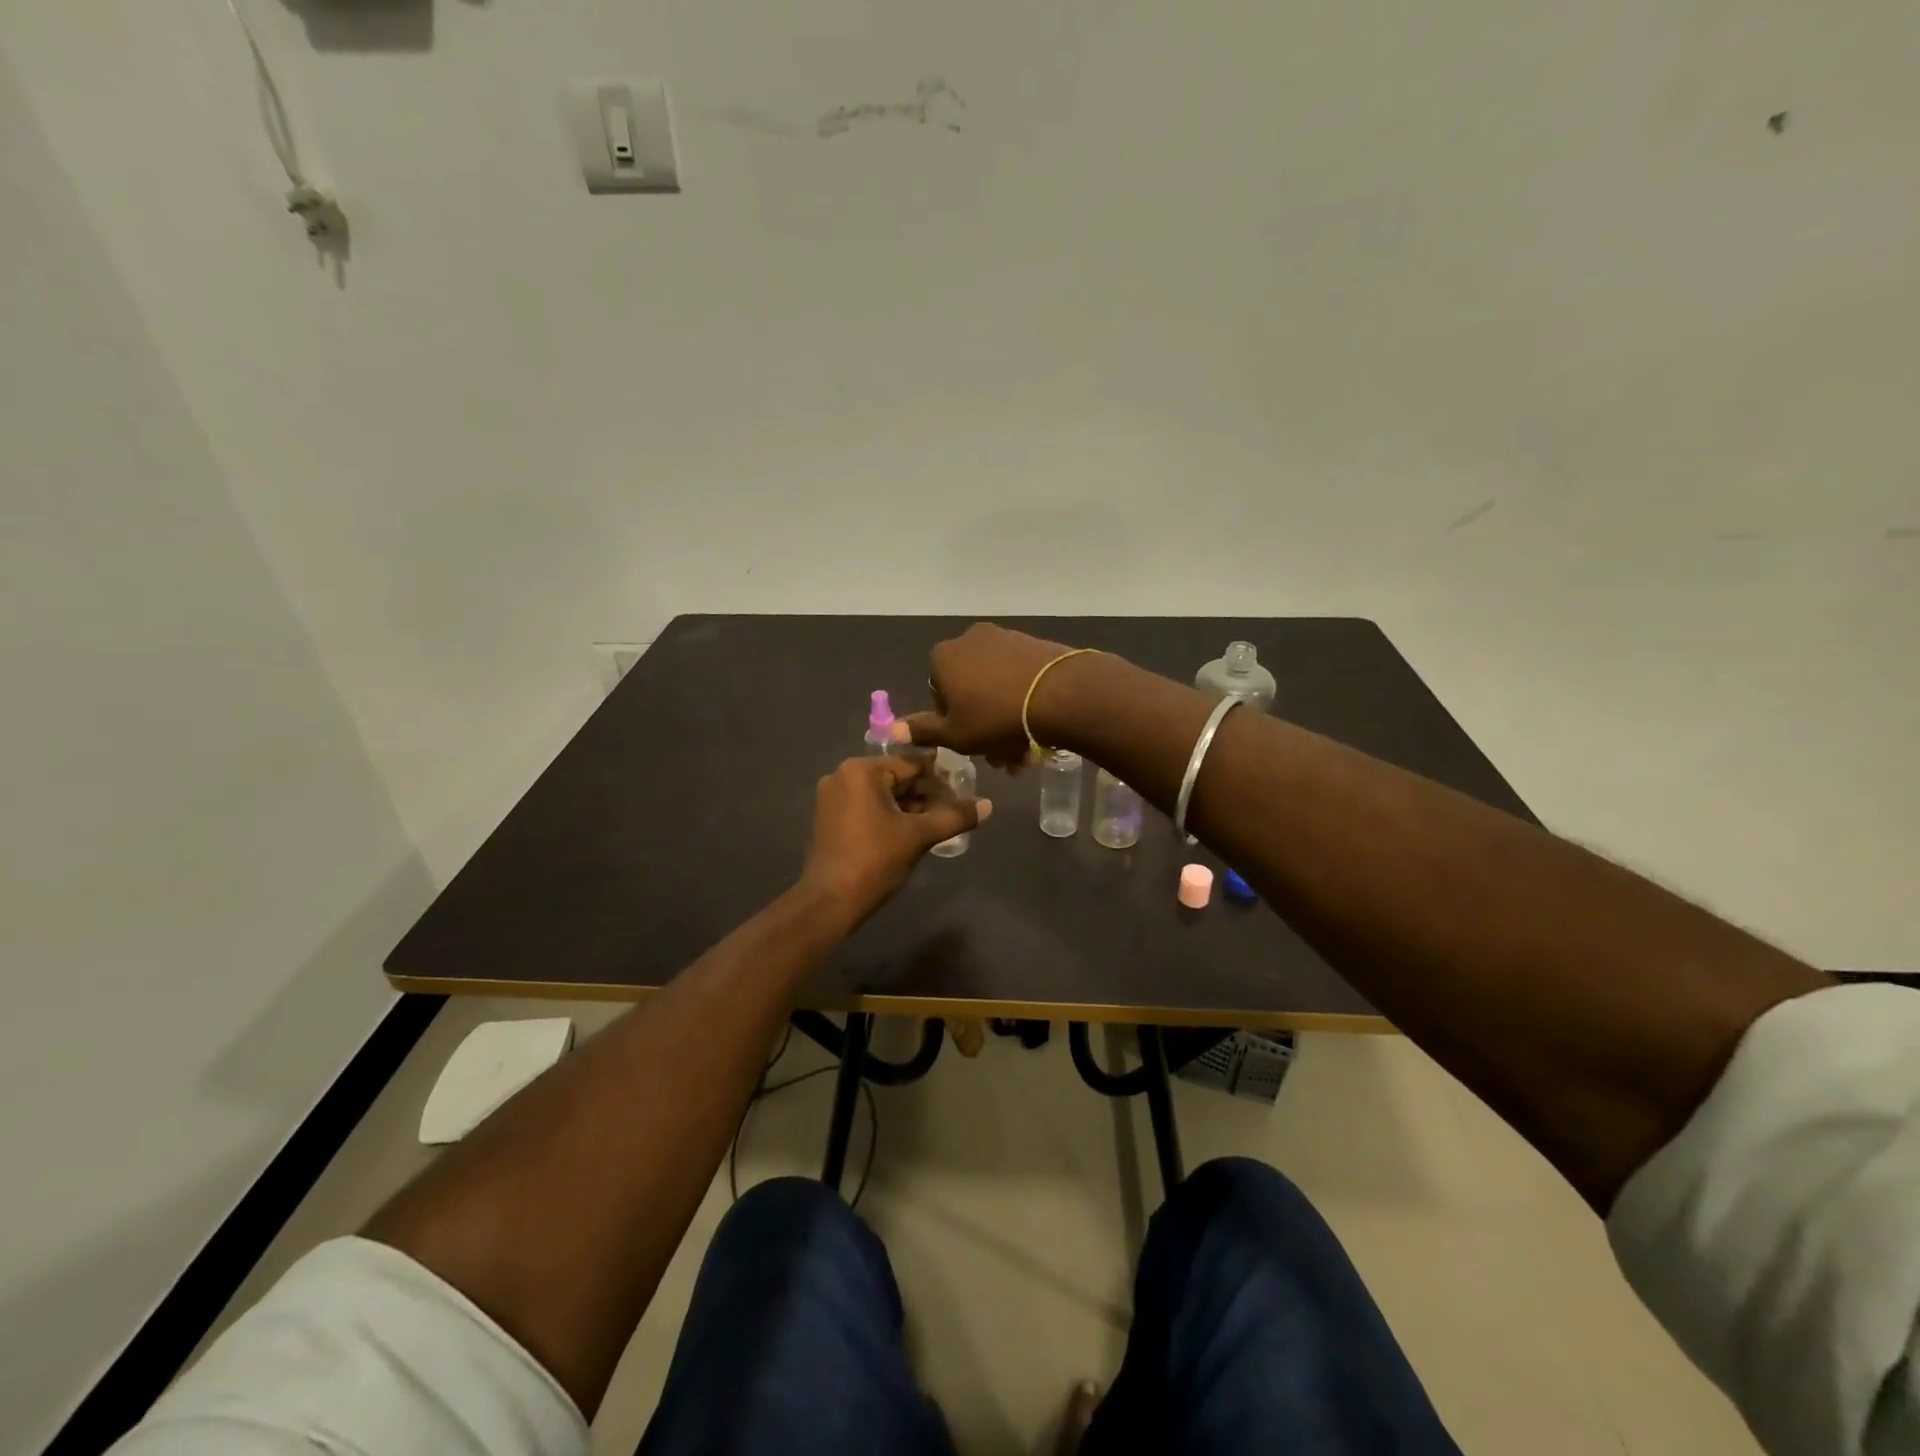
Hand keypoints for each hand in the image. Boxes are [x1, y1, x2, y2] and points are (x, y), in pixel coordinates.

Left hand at [799, 755, 992, 921]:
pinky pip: (869, 807)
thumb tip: (988, 805)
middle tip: (956, 809)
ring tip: (941, 822)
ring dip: (911, 806)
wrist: (831, 901)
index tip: (966, 788)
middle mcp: (843, 775)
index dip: (942, 777)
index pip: (912, 764)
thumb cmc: (875, 860)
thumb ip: (954, 816)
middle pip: (897, 778)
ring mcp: (833, 797)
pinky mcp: (830, 818)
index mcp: (862, 770)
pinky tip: (914, 831)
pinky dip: (891, 815)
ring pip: (884, 794)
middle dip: (927, 793)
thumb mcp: (919, 835)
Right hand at [896, 623, 1091, 768]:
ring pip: (998, 688)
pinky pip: (1021, 678)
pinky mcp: (1036, 645)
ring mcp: (1006, 639)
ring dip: (1006, 721)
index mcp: (944, 657)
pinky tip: (1040, 730)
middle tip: (1001, 757)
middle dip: (984, 726)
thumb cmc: (996, 717)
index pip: (938, 693)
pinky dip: (1025, 702)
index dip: (953, 721)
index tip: (971, 742)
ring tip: (1024, 752)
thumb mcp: (955, 734)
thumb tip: (893, 729)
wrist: (1061, 694)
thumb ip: (924, 731)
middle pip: (971, 691)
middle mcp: (971, 640)